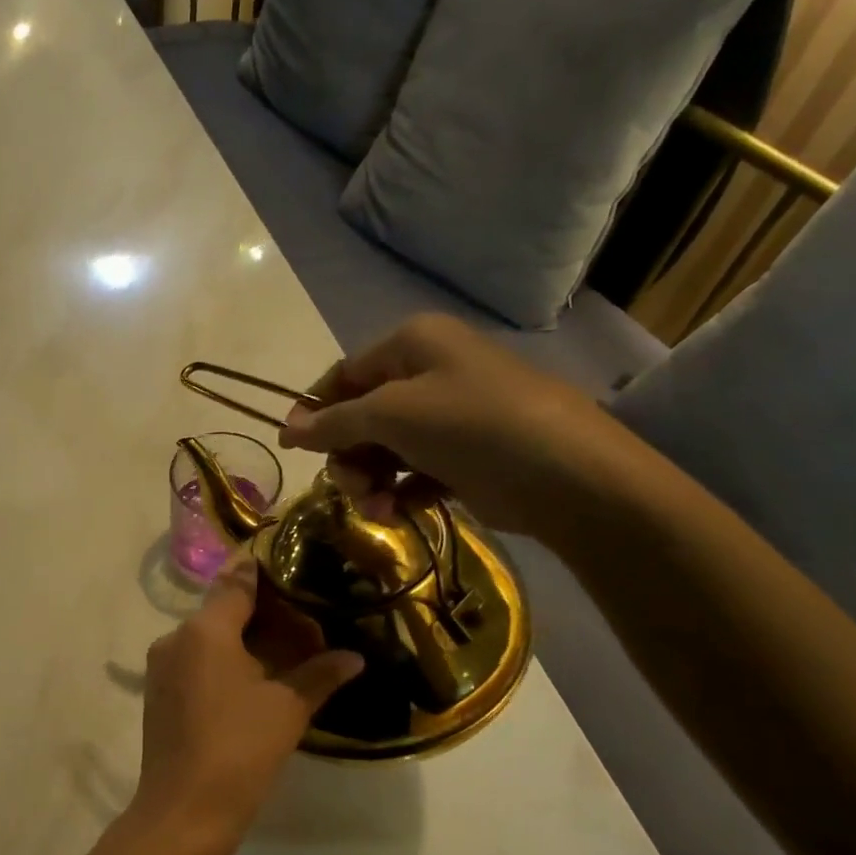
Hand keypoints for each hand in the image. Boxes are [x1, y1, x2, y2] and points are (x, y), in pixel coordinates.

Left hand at [132, 557, 361, 854]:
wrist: (184, 811)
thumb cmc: (239, 750)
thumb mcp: (287, 709)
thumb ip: (320, 674)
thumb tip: (354, 656)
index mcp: (204, 630)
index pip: (236, 581)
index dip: (264, 571)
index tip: (291, 563)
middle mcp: (176, 637)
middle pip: (222, 610)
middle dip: (262, 613)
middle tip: (304, 622)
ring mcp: (162, 666)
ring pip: (208, 637)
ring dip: (243, 639)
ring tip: (285, 652)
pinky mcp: (158, 692)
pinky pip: (195, 661)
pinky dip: (224, 660)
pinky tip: (253, 680)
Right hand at [277, 314, 641, 539]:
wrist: (566, 475)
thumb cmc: (471, 425)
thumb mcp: (392, 415)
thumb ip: (334, 423)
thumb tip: (289, 430)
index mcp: (412, 344)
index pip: (344, 375)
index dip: (315, 411)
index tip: (292, 449)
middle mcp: (429, 372)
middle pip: (361, 416)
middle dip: (349, 456)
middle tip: (352, 488)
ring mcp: (449, 416)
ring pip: (385, 448)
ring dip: (371, 481)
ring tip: (379, 509)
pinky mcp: (464, 455)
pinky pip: (413, 470)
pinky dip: (401, 492)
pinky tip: (402, 511)